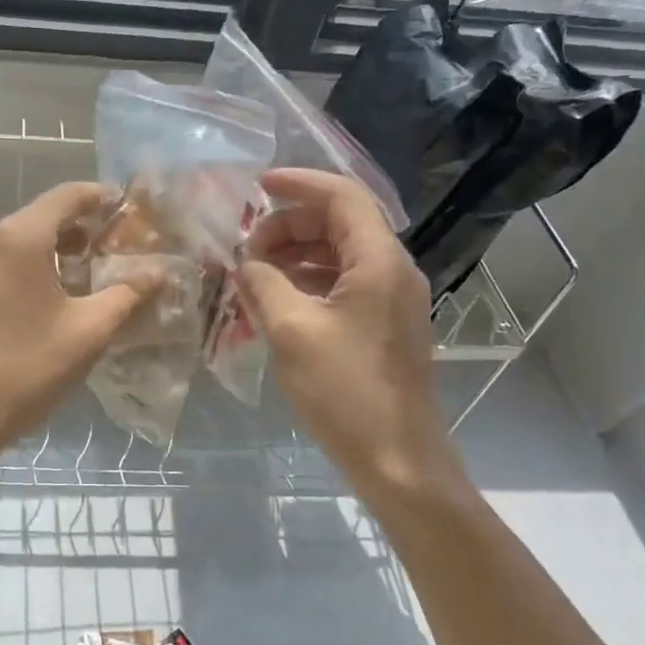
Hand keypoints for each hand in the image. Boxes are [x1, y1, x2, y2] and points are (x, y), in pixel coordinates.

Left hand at [0, 182, 154, 466]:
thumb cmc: (25, 370)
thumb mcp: (88, 333)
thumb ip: (127, 294)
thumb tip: (158, 271)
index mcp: (18, 237)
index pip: (66, 196)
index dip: (98, 197)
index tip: (121, 209)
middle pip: (35, 219)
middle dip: (72, 231)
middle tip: (102, 254)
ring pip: (7, 244)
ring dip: (40, 254)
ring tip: (67, 283)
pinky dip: (9, 273)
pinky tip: (22, 306)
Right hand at [236, 169, 457, 494]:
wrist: (398, 461)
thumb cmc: (345, 391)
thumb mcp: (290, 331)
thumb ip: (262, 283)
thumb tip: (246, 263)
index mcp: (379, 262)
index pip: (342, 196)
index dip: (299, 183)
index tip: (256, 188)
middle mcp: (393, 270)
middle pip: (339, 223)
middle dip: (288, 226)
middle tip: (246, 249)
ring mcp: (391, 299)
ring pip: (338, 254)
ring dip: (295, 255)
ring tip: (254, 275)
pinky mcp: (383, 325)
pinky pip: (342, 283)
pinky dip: (307, 281)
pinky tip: (275, 301)